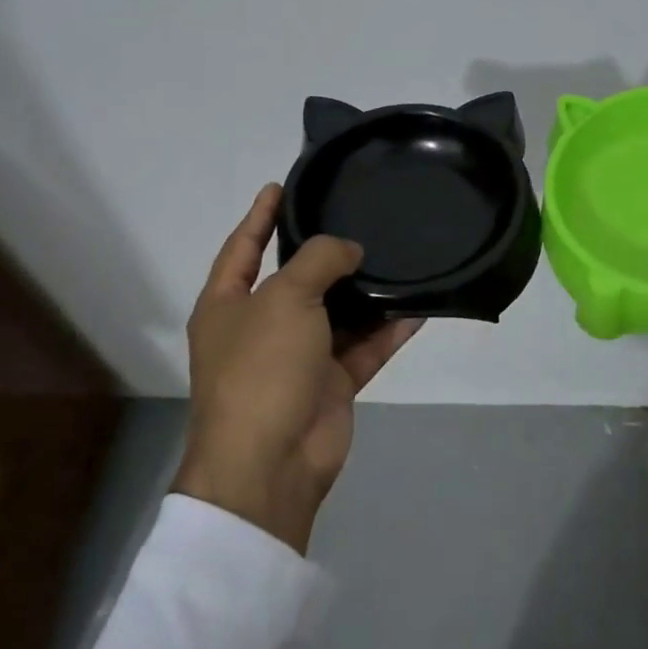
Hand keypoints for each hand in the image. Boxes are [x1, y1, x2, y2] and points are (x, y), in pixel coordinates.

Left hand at [174, 184, 421, 553]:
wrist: (270, 462)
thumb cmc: (261, 368)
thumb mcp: (284, 298)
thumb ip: (318, 260)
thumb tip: (349, 251)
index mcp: (228, 305)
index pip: (244, 247)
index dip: (260, 215)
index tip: (282, 185)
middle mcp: (261, 327)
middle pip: (297, 279)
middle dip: (325, 252)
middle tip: (359, 217)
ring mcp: (298, 357)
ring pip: (338, 313)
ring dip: (366, 291)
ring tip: (398, 255)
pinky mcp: (331, 383)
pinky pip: (365, 347)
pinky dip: (389, 329)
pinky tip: (419, 306)